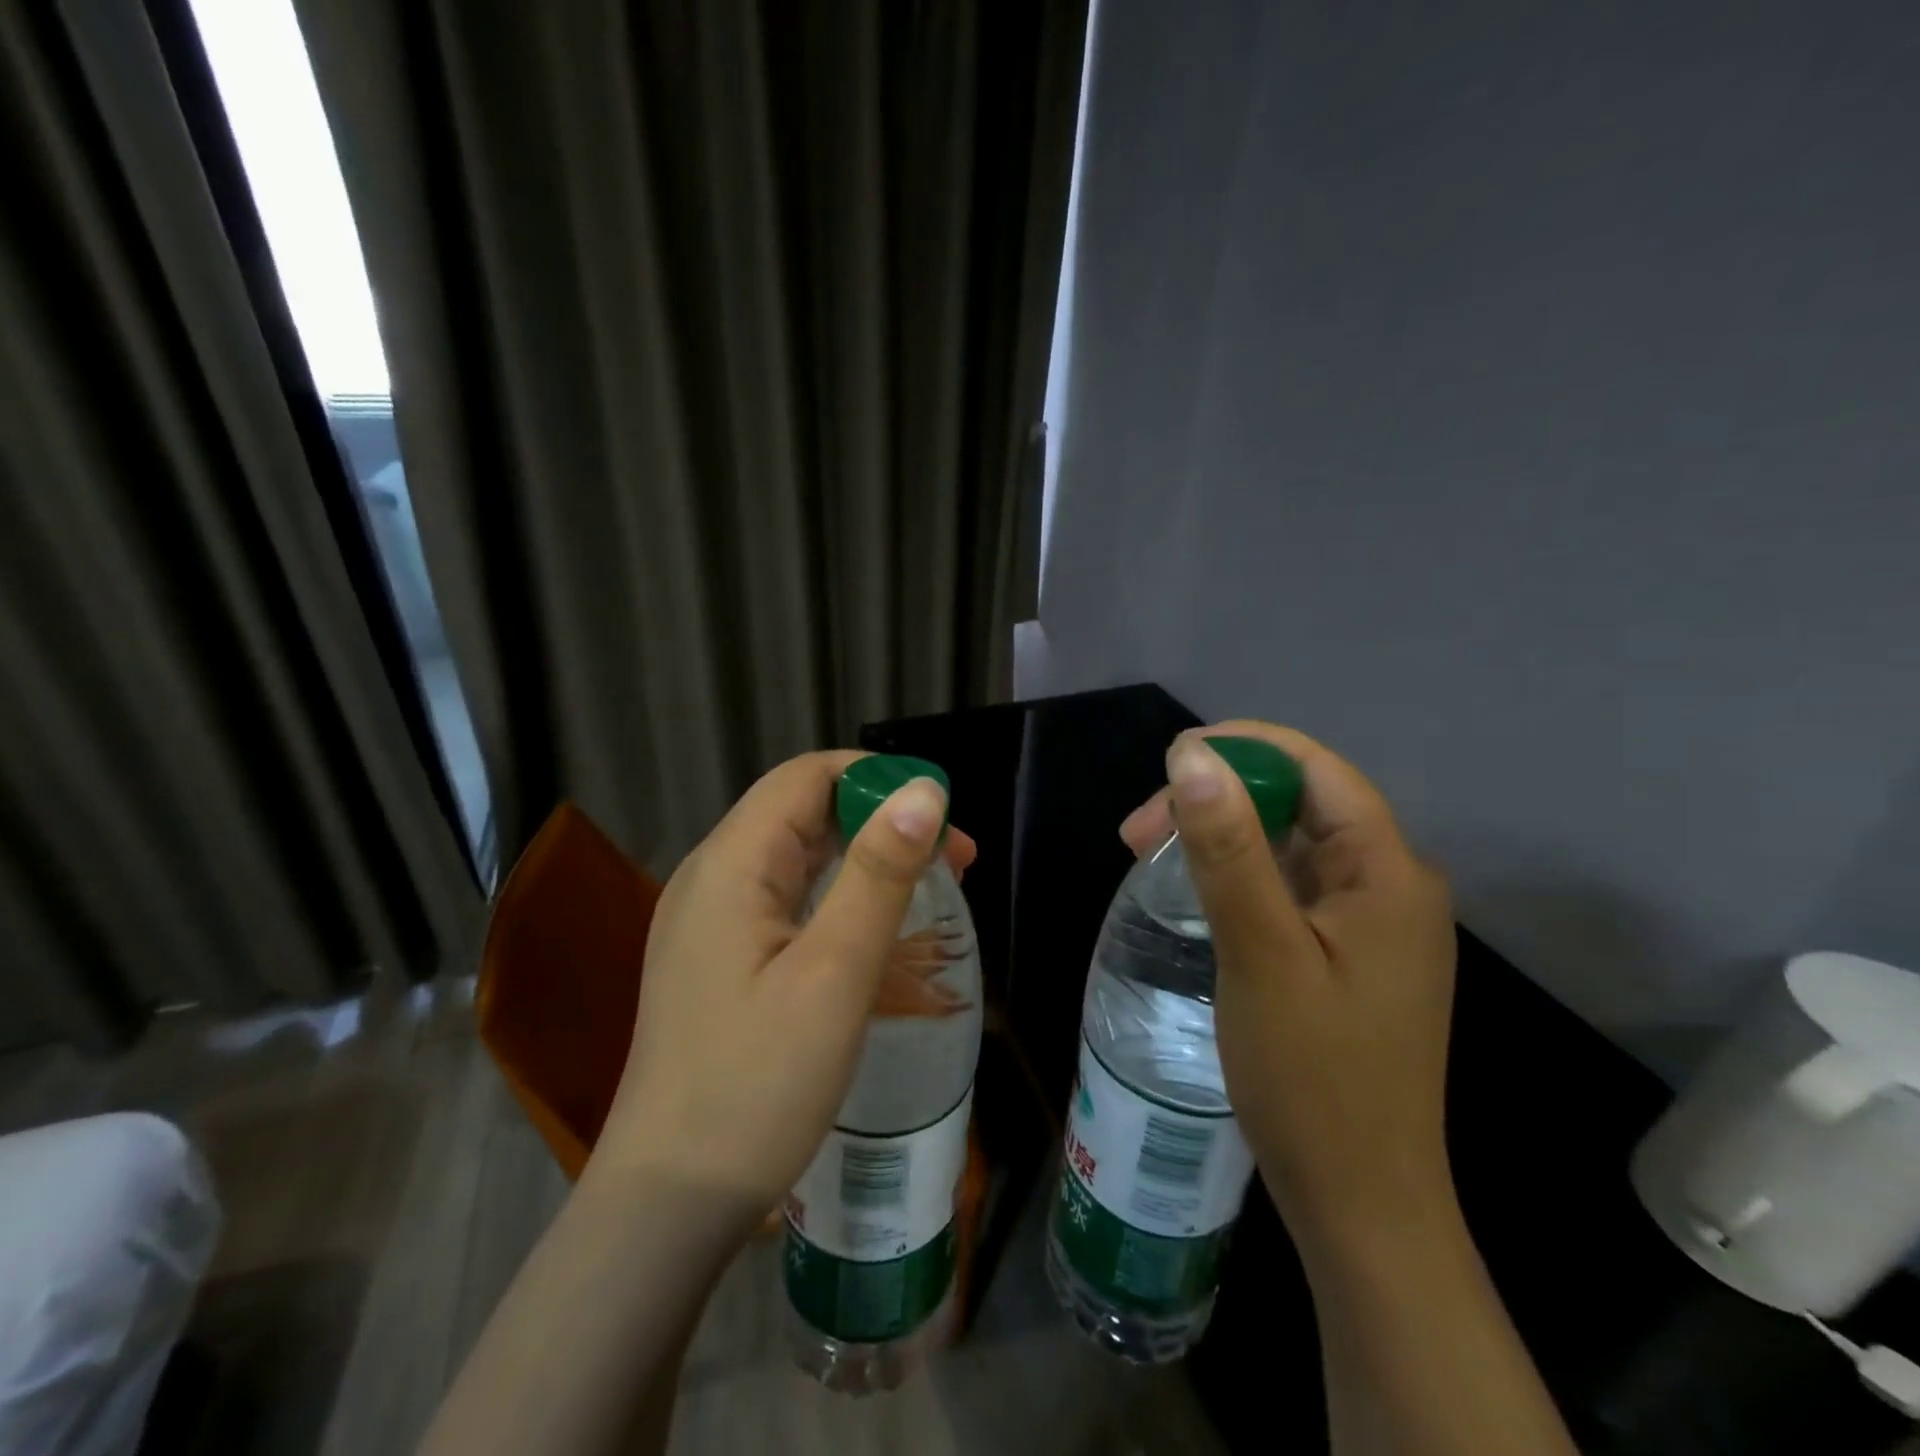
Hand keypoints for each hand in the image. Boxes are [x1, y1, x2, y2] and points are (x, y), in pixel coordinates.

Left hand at [593, 751, 972, 1216]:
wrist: (669, 1203)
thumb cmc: (758, 1085)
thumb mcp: (834, 972)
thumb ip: (879, 873)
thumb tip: (923, 791)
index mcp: (730, 863)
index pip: (808, 776)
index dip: (879, 781)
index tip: (943, 821)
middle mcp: (711, 876)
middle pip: (802, 812)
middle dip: (880, 821)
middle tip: (954, 864)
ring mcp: (707, 920)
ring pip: (796, 857)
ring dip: (863, 860)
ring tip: (927, 892)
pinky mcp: (715, 958)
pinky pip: (783, 900)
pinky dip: (835, 897)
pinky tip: (870, 931)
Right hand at [1121, 721, 1456, 1252]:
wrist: (1359, 1201)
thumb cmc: (1312, 1078)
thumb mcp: (1260, 953)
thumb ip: (1229, 850)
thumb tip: (1191, 758)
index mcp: (1389, 873)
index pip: (1318, 770)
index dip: (1244, 748)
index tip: (1169, 761)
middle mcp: (1391, 885)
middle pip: (1299, 804)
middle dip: (1218, 800)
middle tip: (1138, 833)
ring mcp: (1371, 923)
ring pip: (1288, 845)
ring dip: (1220, 837)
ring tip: (1149, 856)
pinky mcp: (1347, 954)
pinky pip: (1289, 887)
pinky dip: (1237, 875)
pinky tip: (1194, 892)